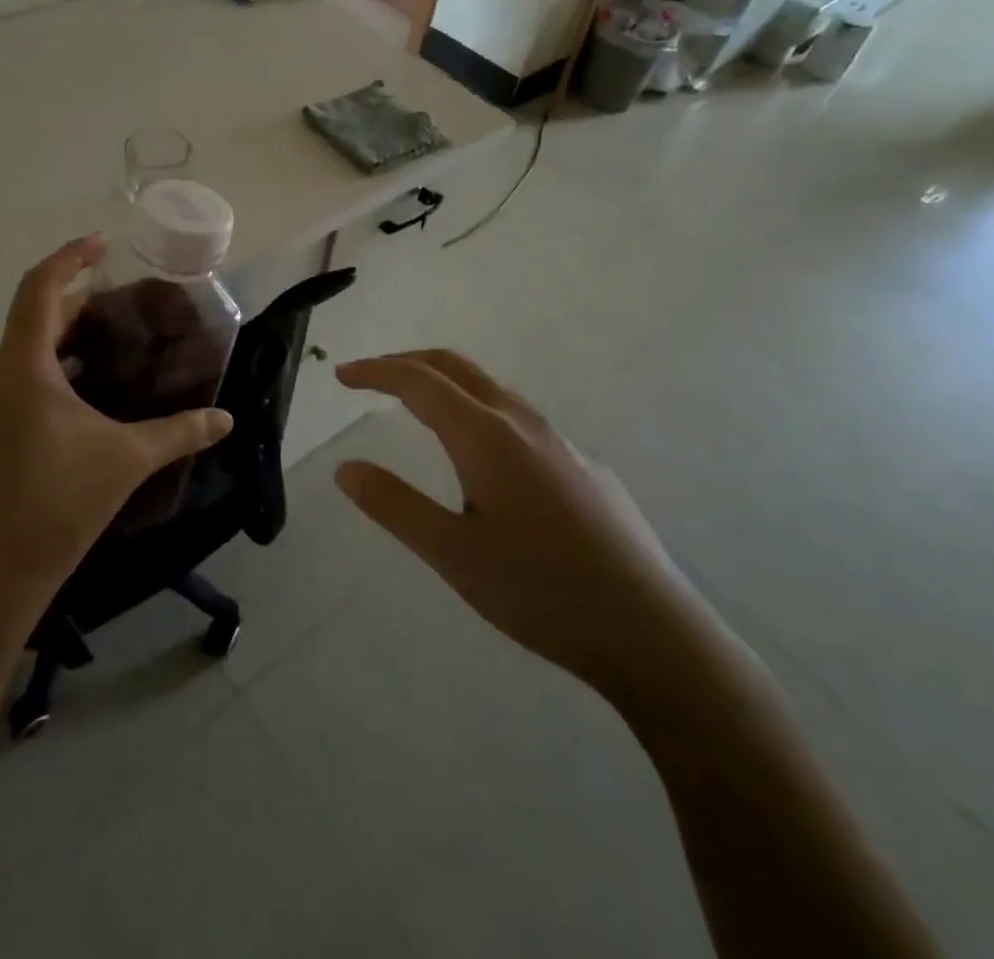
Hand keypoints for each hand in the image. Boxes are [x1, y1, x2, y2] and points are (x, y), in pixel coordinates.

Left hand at [0, 235, 233, 638]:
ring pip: (20, 352)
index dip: (70, 257)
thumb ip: (180, 432)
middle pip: (33, 318)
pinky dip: (44, 371)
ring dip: (61, 340)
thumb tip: (227, 419)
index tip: (103, 243)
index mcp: (21, 368)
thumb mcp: (127, 460)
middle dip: (77, 303)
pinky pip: (10, 381)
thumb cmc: (58, 506)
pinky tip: (77, 397)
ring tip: (105, 346)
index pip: (40, 288)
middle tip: (120, 304)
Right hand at [334, 350, 722, 708]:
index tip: (342, 375)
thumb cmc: (540, 591)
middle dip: (408, 362)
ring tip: (417, 406)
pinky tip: (483, 458)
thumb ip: (395, 505)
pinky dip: (478, 411)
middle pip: (456, 367)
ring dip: (445, 384)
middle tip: (370, 377)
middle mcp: (522, 423)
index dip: (375, 371)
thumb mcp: (452, 554)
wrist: (650, 631)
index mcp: (486, 436)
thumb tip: (346, 468)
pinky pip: (518, 419)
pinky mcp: (584, 466)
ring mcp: (560, 441)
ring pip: (490, 390)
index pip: (418, 381)